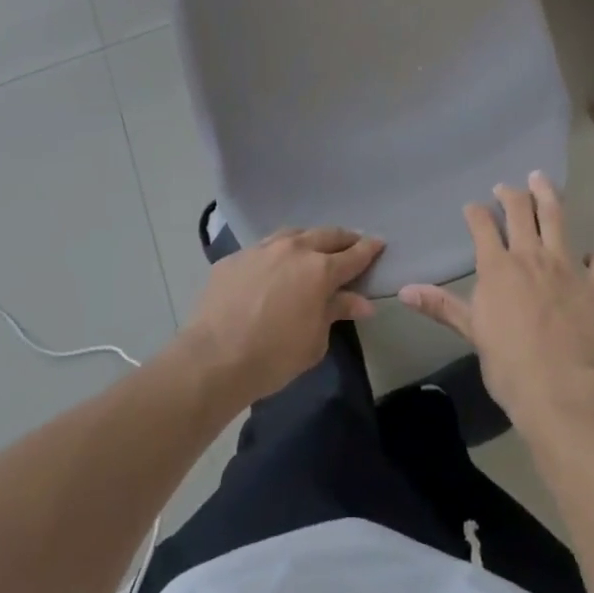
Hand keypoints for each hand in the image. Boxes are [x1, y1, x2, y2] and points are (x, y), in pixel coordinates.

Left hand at [182, 227, 384, 405]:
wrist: (214, 358)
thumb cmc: (274, 356)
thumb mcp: (315, 340)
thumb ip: (337, 311)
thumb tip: (362, 302)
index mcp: (320, 270)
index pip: (353, 255)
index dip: (369, 249)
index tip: (380, 243)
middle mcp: (294, 250)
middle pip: (326, 235)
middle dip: (343, 238)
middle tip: (352, 243)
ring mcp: (262, 249)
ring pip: (294, 234)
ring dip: (309, 239)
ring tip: (314, 247)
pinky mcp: (236, 257)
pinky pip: (264, 248)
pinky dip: (277, 253)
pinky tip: (274, 265)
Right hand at [399, 173, 593, 432]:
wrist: (561, 391)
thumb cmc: (508, 364)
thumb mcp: (471, 332)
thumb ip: (441, 306)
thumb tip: (403, 290)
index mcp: (498, 266)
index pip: (482, 225)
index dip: (476, 212)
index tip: (473, 207)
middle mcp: (531, 256)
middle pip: (520, 211)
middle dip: (511, 194)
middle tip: (506, 187)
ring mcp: (567, 267)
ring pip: (557, 219)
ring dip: (548, 196)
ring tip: (541, 180)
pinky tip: (592, 255)